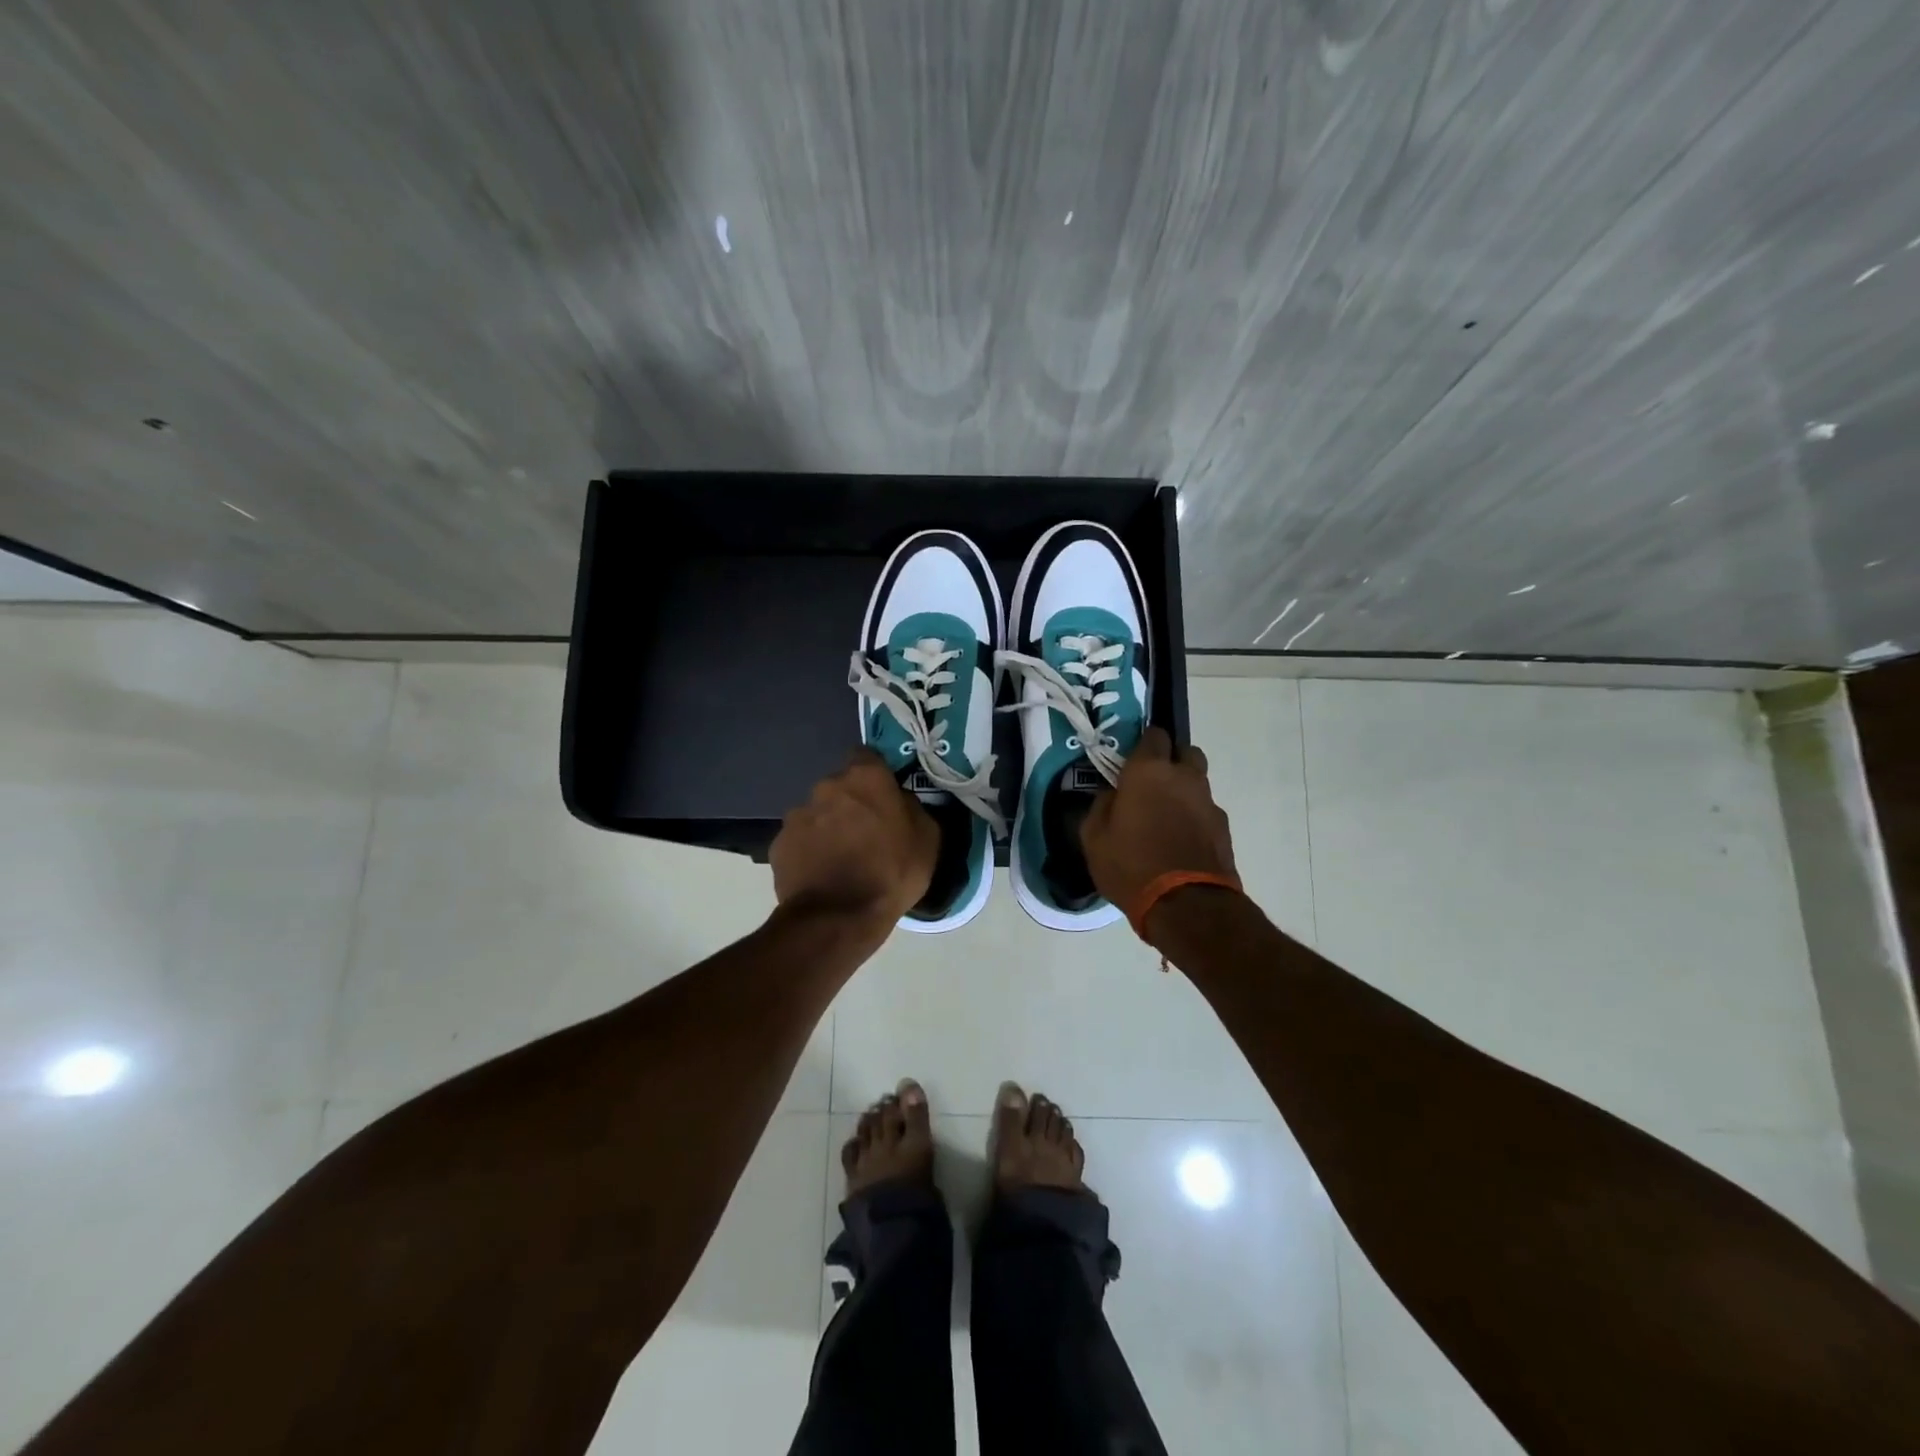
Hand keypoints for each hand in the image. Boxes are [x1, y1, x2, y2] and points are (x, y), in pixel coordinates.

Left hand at [771, 749, 938, 929]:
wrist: (838, 917)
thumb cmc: (891, 872)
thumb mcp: (927, 839)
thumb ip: (912, 808)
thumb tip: (901, 802)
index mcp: (865, 777)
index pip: (867, 756)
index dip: (875, 774)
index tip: (883, 794)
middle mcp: (826, 786)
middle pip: (840, 787)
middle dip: (850, 803)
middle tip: (865, 832)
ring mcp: (797, 814)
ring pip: (817, 813)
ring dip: (827, 827)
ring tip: (840, 859)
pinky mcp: (778, 844)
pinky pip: (799, 841)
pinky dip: (808, 851)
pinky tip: (821, 875)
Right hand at [1080, 727, 1238, 931]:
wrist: (1186, 905)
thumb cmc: (1131, 865)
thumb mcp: (1094, 838)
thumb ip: (1101, 806)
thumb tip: (1112, 795)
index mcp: (1148, 771)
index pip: (1154, 734)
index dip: (1143, 743)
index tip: (1131, 760)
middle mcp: (1184, 777)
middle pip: (1185, 751)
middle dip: (1171, 760)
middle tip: (1151, 783)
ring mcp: (1208, 801)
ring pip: (1198, 781)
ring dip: (1184, 790)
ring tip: (1166, 817)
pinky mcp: (1223, 827)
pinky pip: (1206, 810)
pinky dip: (1194, 817)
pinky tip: (1181, 841)